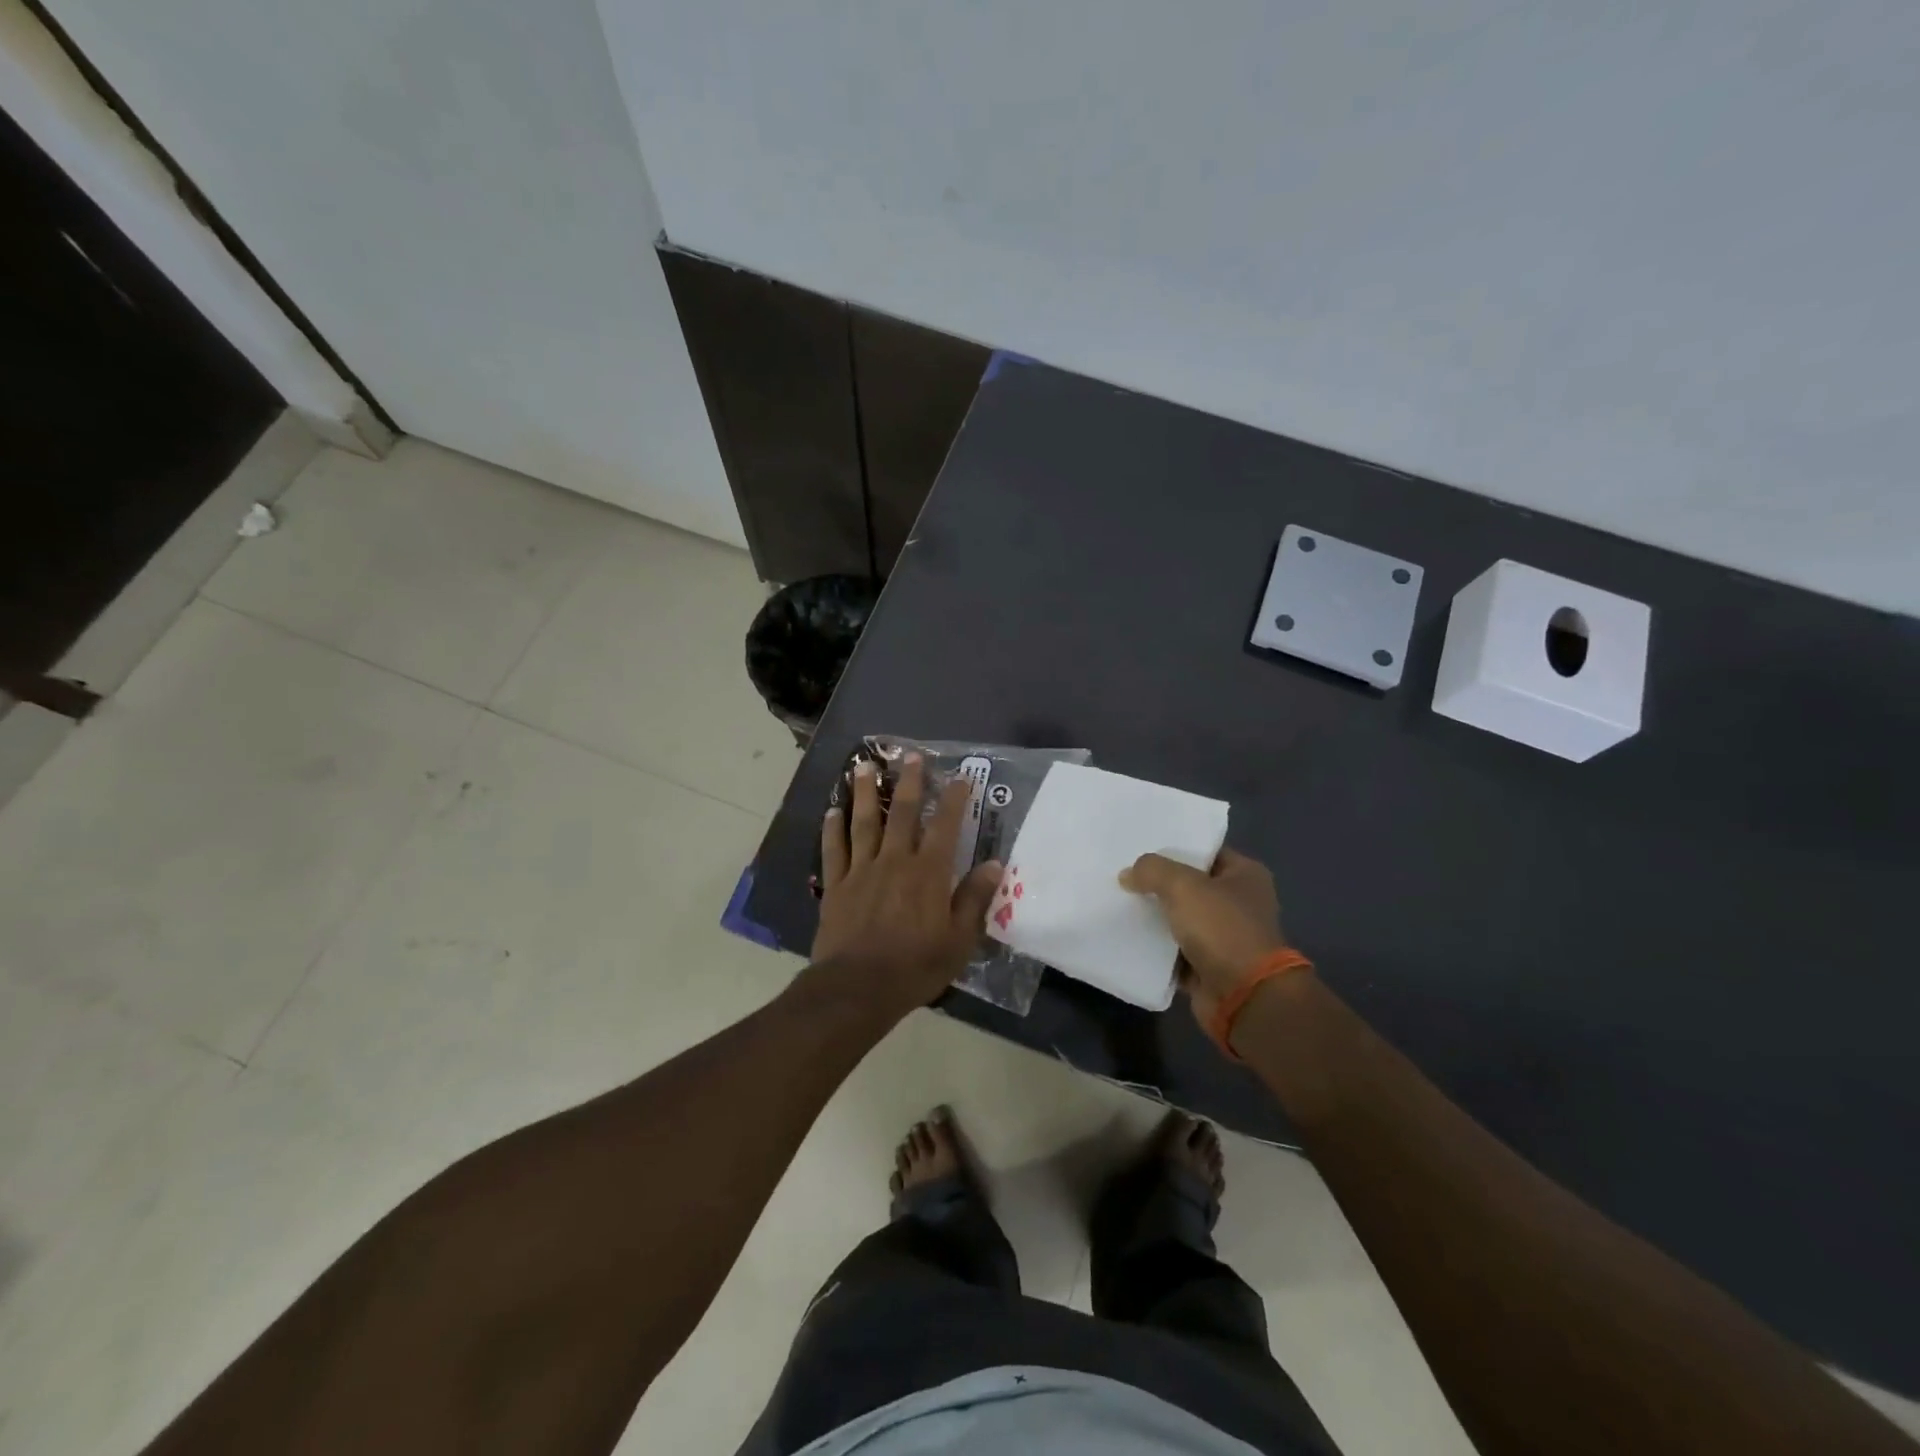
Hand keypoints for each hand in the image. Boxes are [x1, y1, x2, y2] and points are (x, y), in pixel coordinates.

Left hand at [811, 755, 1002, 1020]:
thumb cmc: (915, 967)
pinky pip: (834, 849)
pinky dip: (832, 828)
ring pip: (863, 822)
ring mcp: (861, 871)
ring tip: (863, 766)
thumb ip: (975, 899)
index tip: (960, 776)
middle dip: (908, 782)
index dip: (954, 799)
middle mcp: (895, 861)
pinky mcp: (836, 885)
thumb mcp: (959, 940)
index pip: (945, 826)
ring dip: (863, 792)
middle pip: (901, 813)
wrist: (858, 988)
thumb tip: (994, 864)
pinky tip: (832, 810)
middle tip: (910, 755)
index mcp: (928, 873)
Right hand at [1119, 848, 1290, 1026]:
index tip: (1139, 846)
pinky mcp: (1208, 965)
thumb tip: (1127, 874)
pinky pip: (1174, 950)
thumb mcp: (1183, 886)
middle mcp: (1238, 903)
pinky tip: (1126, 936)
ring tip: (1117, 902)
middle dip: (1158, 883)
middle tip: (1121, 874)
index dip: (1173, 847)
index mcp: (1245, 874)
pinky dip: (1155, 947)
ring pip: (1180, 918)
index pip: (1204, 851)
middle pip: (1189, 885)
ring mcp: (1224, 937)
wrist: (1243, 997)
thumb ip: (1152, 870)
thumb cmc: (1222, 929)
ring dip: (1154, 916)